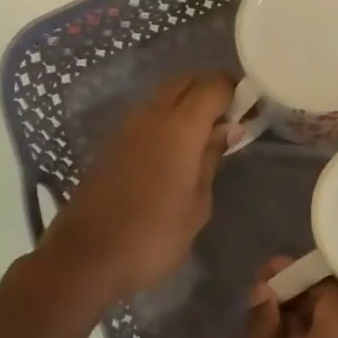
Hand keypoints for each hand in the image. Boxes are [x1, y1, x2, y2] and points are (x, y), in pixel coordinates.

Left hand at [41, 74, 236, 302]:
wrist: (86, 257)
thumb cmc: (153, 237)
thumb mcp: (197, 205)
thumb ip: (211, 159)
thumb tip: (226, 129)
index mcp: (179, 128)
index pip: (213, 86)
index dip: (236, 91)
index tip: (251, 110)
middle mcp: (151, 116)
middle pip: (186, 81)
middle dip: (211, 91)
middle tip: (230, 120)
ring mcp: (127, 127)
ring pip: (164, 96)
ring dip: (187, 104)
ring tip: (206, 137)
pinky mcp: (112, 143)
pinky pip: (147, 116)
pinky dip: (168, 120)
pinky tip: (177, 151)